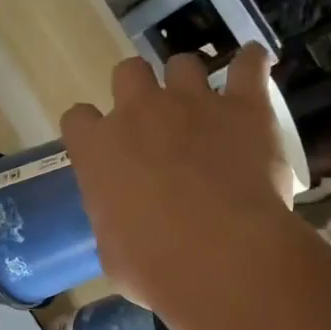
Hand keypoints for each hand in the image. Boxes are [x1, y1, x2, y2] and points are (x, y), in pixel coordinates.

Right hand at [60, 46, 297, 312]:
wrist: (220, 257)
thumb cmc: (152, 266)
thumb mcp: (113, 253)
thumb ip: (114, 223)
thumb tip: (125, 228)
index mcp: (97, 149)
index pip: (78, 118)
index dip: (91, 130)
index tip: (103, 147)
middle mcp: (138, 112)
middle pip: (127, 73)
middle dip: (137, 91)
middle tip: (153, 122)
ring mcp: (192, 102)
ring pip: (182, 63)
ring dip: (187, 81)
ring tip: (203, 107)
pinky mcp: (244, 106)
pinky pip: (249, 64)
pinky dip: (250, 64)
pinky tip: (252, 70)